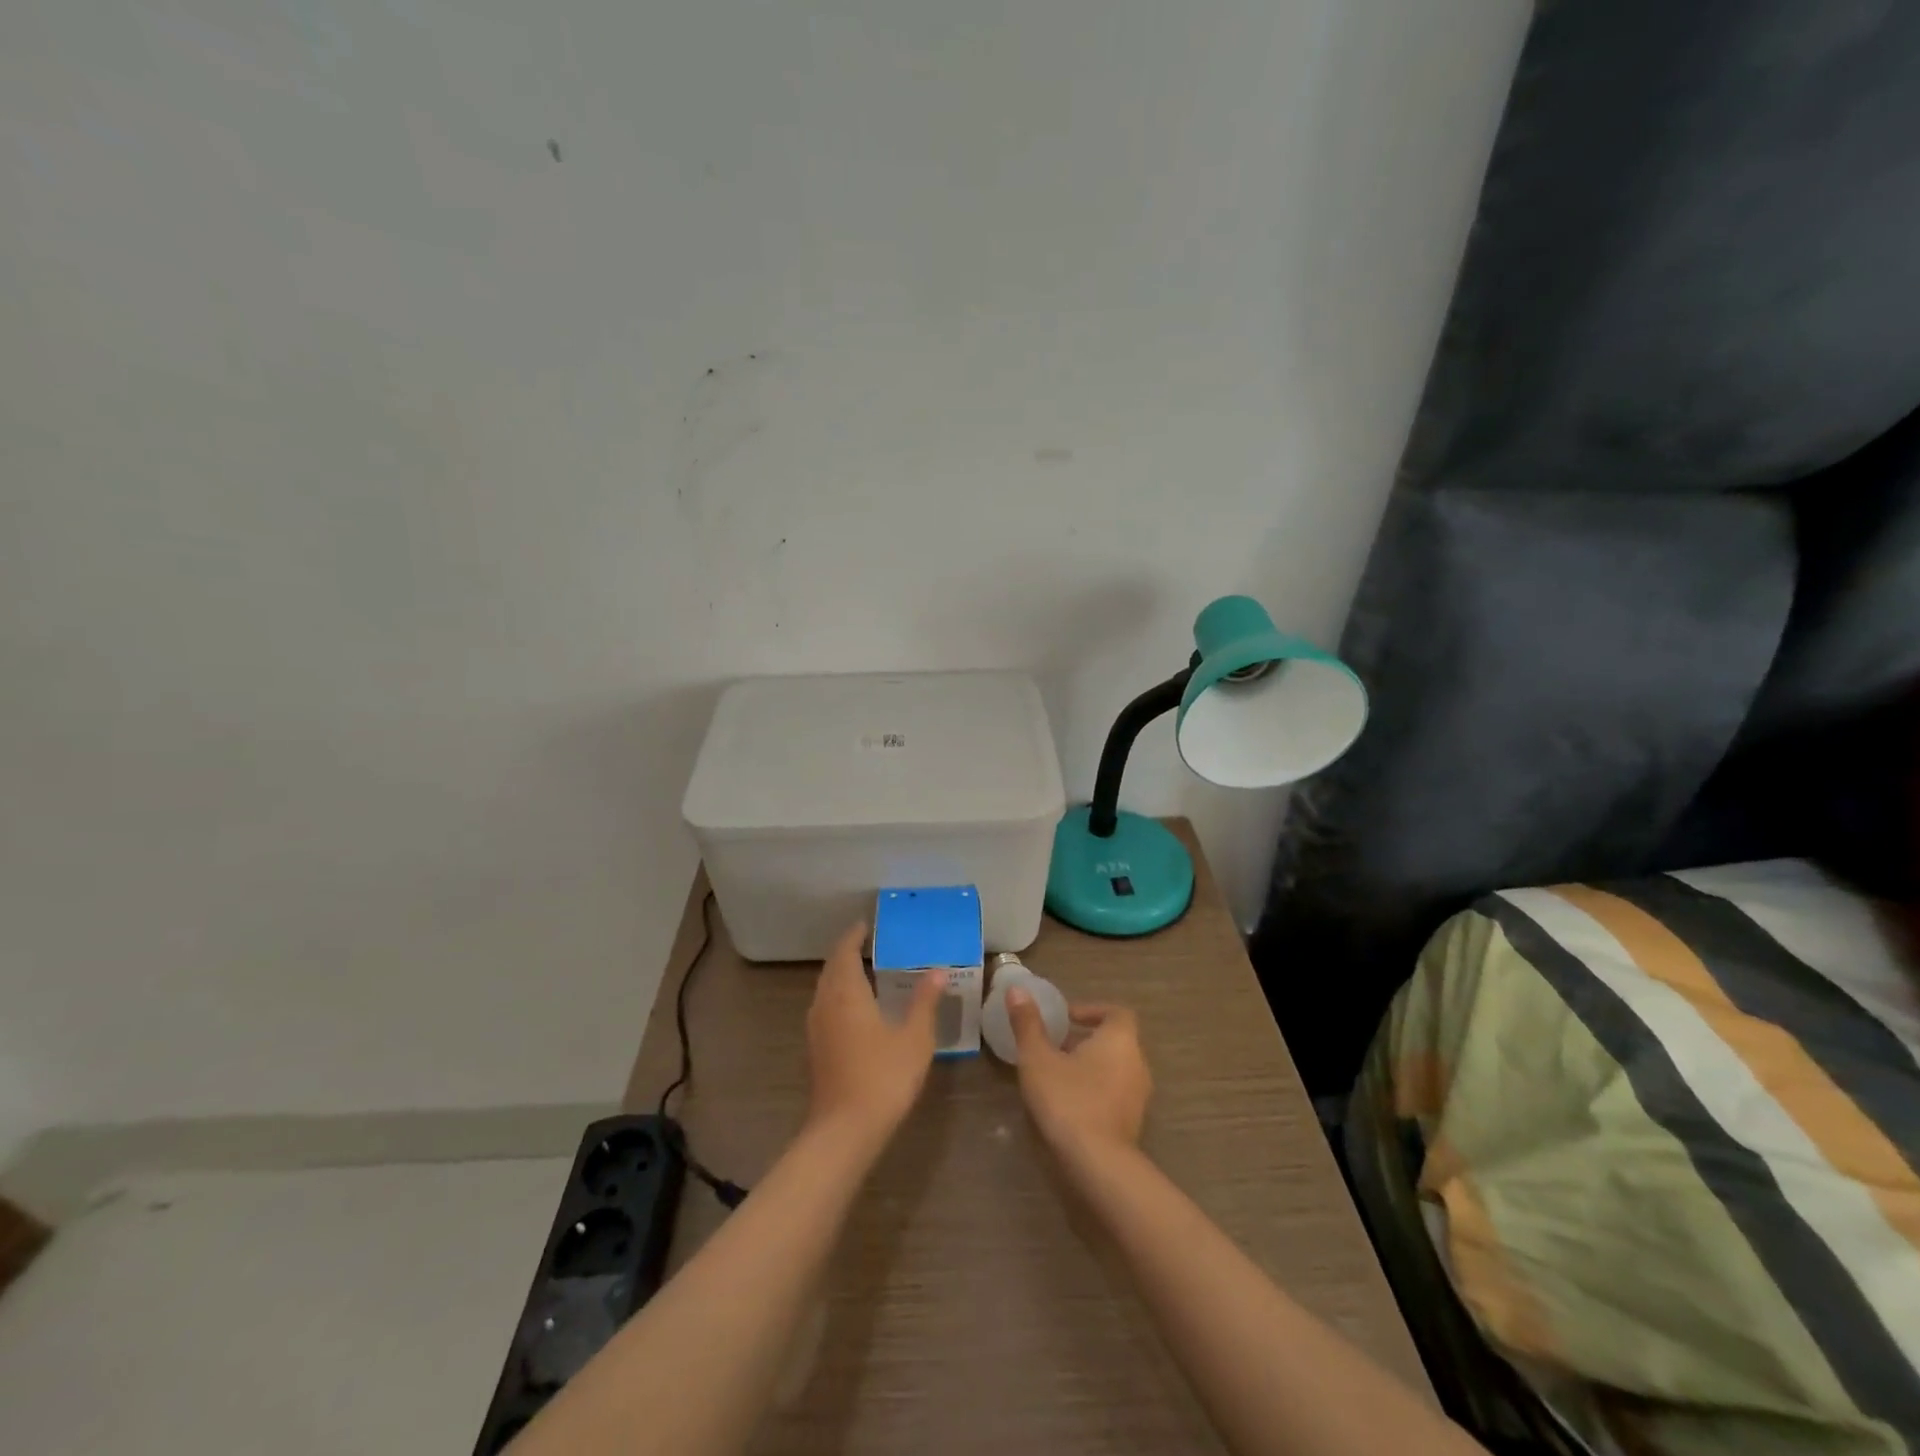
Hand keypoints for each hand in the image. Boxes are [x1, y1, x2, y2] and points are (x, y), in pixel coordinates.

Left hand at [805, 923, 944, 1149]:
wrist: (845, 1131)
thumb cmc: (883, 1077)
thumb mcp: (914, 1037)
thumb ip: (924, 1001)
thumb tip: (937, 970)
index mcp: (847, 993)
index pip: (845, 953)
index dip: (854, 936)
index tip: (866, 925)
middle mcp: (825, 1004)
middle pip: (831, 969)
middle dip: (846, 953)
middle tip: (867, 944)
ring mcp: (816, 1029)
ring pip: (825, 990)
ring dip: (839, 975)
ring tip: (863, 971)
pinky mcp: (815, 1050)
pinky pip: (824, 1008)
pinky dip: (837, 996)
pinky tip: (855, 1009)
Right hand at [1007, 994, 1151, 1163]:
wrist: (1097, 1165)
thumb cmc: (1068, 1099)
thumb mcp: (1038, 1058)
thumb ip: (1027, 1023)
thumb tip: (1016, 989)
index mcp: (1120, 1039)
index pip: (1116, 1012)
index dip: (1091, 1011)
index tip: (1065, 1018)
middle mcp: (1137, 1063)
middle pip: (1115, 1041)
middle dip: (1085, 1040)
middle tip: (1053, 1046)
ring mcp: (1138, 1097)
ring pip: (1114, 1069)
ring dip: (1089, 1067)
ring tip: (1055, 1075)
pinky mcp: (1133, 1124)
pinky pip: (1114, 1095)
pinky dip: (1094, 1091)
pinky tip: (1067, 1105)